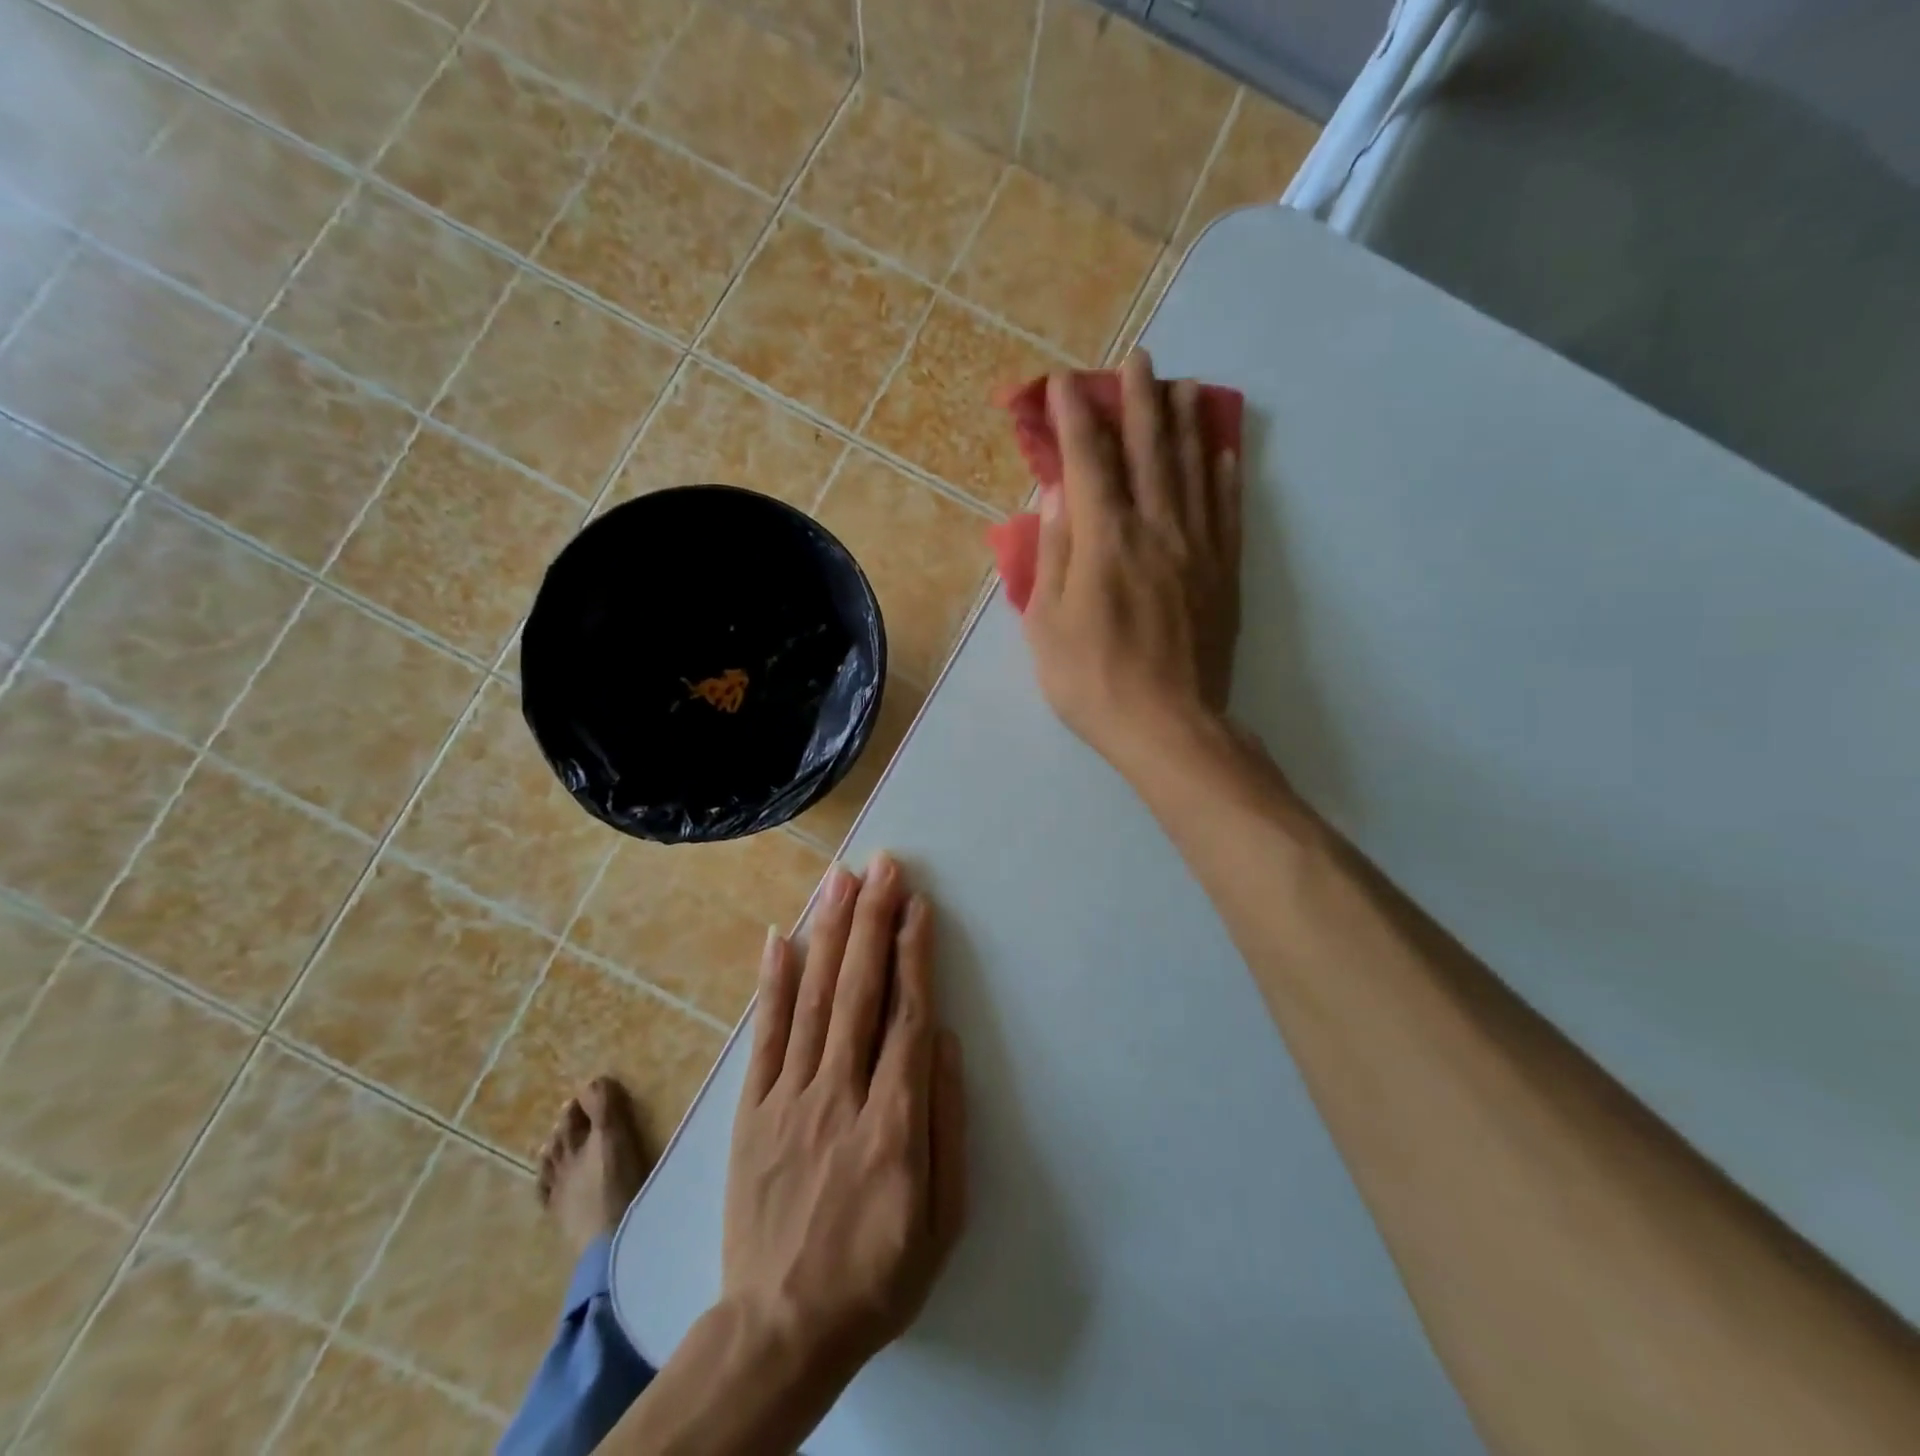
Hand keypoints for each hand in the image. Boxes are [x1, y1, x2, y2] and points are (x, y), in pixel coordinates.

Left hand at [720, 852, 967, 1388]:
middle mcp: (839, 1097)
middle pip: (859, 992)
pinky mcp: (751, 1111)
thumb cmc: (876, 1277)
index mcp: (893, 1125)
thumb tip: (943, 1039)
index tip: (918, 905)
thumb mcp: (942, 1221)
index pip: (907, 1018)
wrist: (779, 1331)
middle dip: (873, 920)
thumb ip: (947, 1123)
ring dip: (829, 933)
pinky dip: (772, 983)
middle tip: (883, 866)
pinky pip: (763, 1036)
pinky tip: (781, 937)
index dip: (915, 955)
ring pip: (812, 999)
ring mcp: (788, 1100)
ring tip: (840, 880)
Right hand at [1021, 350, 1243, 769]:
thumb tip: (1057, 495)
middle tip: (1138, 359)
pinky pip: (1227, 511)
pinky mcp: (1224, 574)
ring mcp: (1198, 549)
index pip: (1089, 460)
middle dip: (1139, 399)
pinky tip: (1224, 450)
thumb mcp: (1047, 624)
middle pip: (1149, 450)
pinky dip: (1225, 475)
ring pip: (1194, 470)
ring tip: (1183, 385)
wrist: (1169, 726)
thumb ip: (1054, 554)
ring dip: (1186, 422)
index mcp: (1105, 541)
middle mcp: (1156, 529)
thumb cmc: (1092, 681)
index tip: (1064, 384)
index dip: (1075, 417)